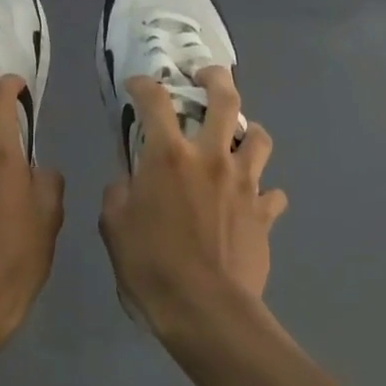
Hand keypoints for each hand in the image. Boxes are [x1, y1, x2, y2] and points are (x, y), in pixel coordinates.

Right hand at [98, 68, 287, 340]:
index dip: (144, 85)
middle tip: (207, 76)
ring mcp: (244, 182)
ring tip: (239, 137)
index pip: (155, 101)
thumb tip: (128, 181)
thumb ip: (119, 194)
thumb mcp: (114, 227)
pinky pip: (272, 192)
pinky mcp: (264, 211)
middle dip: (216, 78)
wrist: (206, 310)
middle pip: (225, 99)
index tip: (138, 84)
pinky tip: (253, 201)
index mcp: (169, 156)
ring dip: (249, 131)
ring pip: (259, 137)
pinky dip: (263, 192)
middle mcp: (211, 157)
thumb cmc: (151, 266)